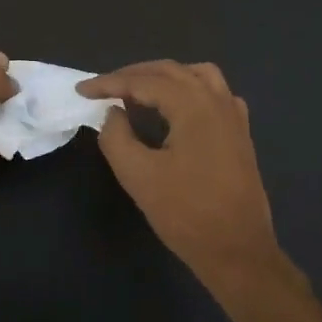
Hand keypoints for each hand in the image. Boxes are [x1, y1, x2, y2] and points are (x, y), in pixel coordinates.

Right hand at [77, 60, 285, 288]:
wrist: (237, 251)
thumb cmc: (186, 213)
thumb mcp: (138, 176)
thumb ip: (117, 137)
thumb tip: (114, 113)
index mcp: (193, 105)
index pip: (144, 82)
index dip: (109, 83)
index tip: (81, 90)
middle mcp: (217, 100)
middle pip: (170, 71)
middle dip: (133, 75)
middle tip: (103, 88)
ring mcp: (233, 116)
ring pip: (197, 75)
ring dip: (164, 77)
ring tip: (139, 92)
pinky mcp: (240, 134)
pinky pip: (215, 94)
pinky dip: (190, 89)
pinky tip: (178, 110)